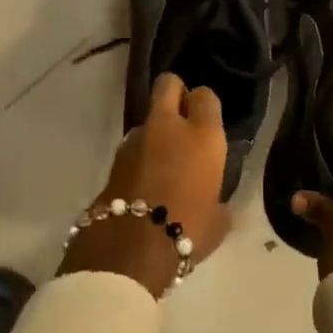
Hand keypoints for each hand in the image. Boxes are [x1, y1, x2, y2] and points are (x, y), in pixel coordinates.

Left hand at [60, 74, 232, 296]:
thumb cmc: (188, 229)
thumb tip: (212, 200)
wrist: (132, 247)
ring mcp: (136, 139)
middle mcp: (169, 127)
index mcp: (203, 136)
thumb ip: (217, 198)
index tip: (206, 120)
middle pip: (168, 84)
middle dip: (175, 94)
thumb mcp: (218, 219)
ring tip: (162, 162)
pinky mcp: (114, 158)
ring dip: (155, 132)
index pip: (205, 95)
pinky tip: (146, 181)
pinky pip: (133, 146)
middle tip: (182, 118)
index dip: (204, 104)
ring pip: (148, 118)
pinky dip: (140, 156)